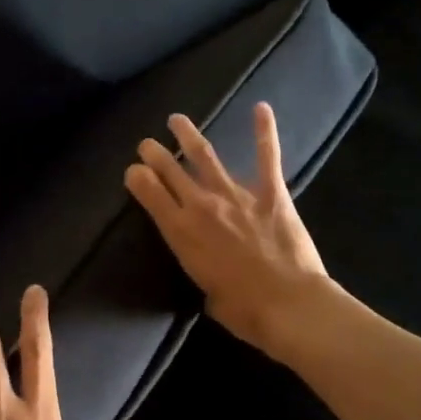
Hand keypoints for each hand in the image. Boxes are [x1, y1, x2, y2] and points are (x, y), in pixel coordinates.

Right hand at [124, 102, 329, 357]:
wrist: (287, 305)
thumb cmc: (243, 310)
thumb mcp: (207, 294)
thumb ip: (205, 272)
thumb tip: (215, 274)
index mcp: (181, 233)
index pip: (149, 194)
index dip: (137, 178)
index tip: (133, 171)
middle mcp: (202, 206)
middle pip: (171, 170)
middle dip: (155, 153)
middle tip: (147, 144)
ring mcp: (236, 195)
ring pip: (205, 156)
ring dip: (188, 136)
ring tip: (177, 120)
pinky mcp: (271, 194)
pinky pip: (266, 157)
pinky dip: (264, 132)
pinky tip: (261, 108)